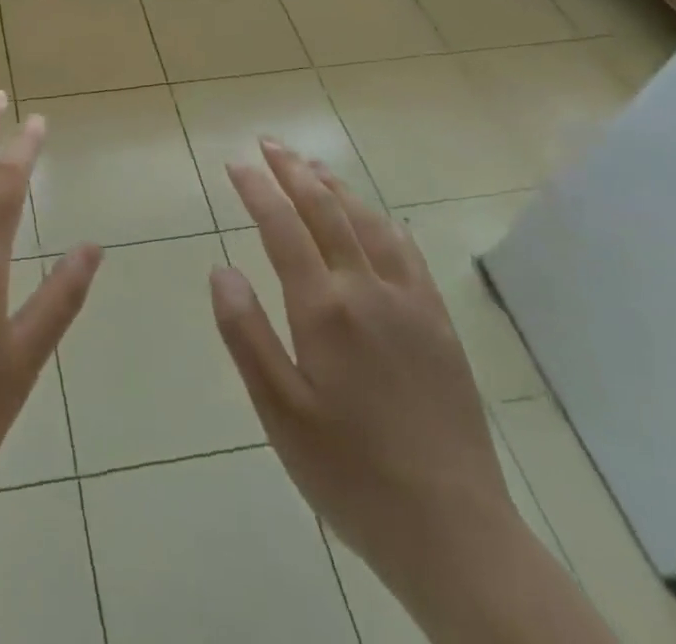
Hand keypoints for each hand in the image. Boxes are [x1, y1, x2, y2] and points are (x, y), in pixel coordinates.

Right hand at [210, 141, 516, 605]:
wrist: (455, 532)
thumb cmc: (351, 473)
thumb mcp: (279, 412)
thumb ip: (245, 334)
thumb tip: (221, 268)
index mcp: (324, 309)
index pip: (283, 227)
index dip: (257, 190)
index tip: (235, 163)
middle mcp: (368, 290)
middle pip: (327, 211)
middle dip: (294, 171)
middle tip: (269, 144)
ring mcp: (410, 305)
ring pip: (369, 223)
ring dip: (337, 187)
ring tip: (313, 166)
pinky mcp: (439, 326)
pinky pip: (408, 255)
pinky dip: (384, 224)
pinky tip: (378, 219)